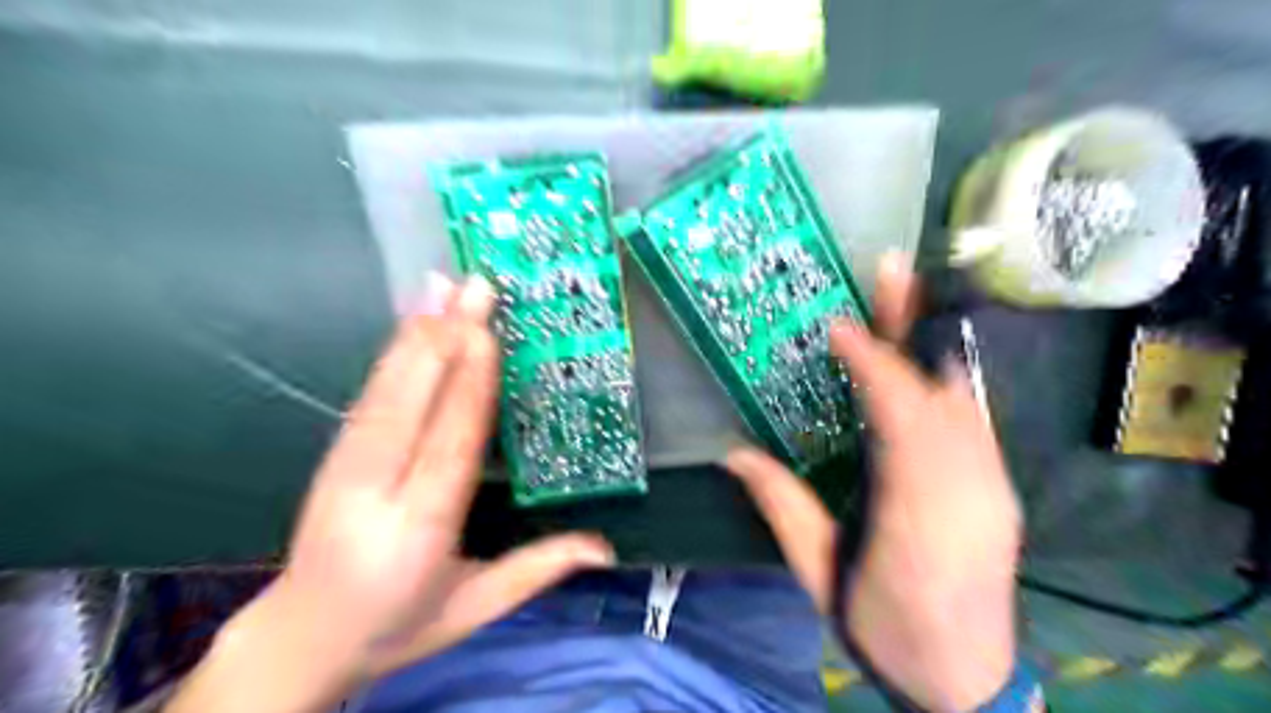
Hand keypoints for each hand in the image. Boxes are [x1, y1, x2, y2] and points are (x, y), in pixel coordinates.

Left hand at [166, 272, 615, 712]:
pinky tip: (410, 322)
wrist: (301, 638)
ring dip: (415, 334)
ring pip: (384, 391)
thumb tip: (604, 548)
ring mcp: (344, 468)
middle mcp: (375, 489)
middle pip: (410, 404)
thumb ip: (537, 569)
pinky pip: (368, 395)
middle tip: (474, 286)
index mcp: (418, 529)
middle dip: (443, 339)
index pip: (449, 446)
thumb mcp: (474, 608)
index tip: (485, 334)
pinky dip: (391, 353)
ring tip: (442, 286)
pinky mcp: (335, 455)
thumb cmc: (399, 624)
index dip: (466, 388)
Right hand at [725, 257, 1019, 712]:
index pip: (901, 422)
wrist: (964, 683)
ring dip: (930, 344)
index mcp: (917, 519)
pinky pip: (975, 417)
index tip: (839, 327)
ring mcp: (994, 487)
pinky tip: (924, 354)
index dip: (873, 367)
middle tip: (890, 270)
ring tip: (903, 298)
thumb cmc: (884, 629)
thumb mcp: (820, 575)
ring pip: (966, 399)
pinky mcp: (1001, 489)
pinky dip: (947, 376)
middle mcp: (969, 492)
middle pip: (943, 393)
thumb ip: (782, 508)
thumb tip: (732, 453)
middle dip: (913, 326)